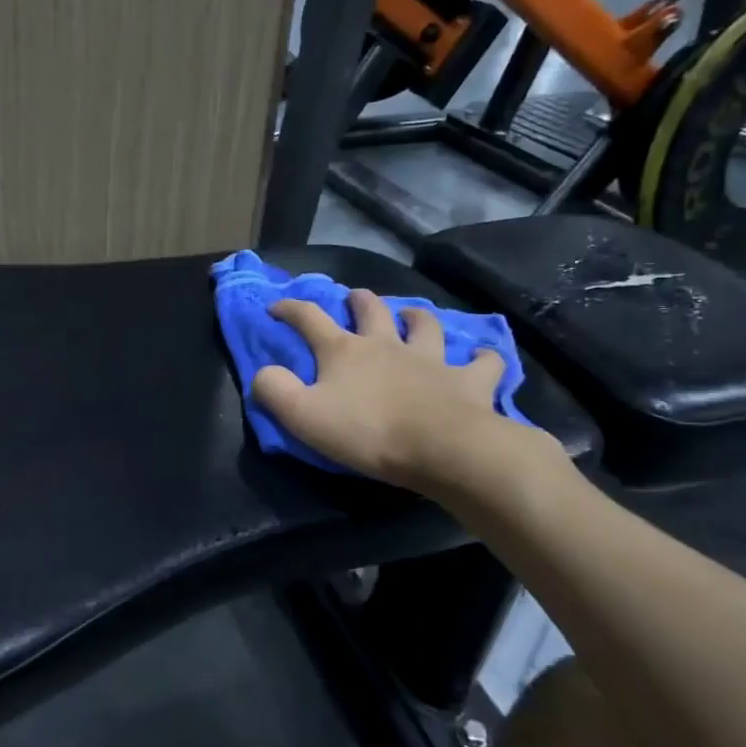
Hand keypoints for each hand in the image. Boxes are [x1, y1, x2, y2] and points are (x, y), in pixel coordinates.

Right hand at [250, 289, 561, 498]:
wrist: (445, 449)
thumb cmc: (368, 432)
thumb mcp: (303, 416)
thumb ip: (275, 391)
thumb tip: (263, 372)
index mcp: (344, 351)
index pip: (309, 318)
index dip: (290, 308)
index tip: (276, 306)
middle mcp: (386, 345)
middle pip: (371, 310)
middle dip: (358, 300)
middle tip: (353, 298)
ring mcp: (430, 359)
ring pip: (425, 325)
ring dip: (416, 317)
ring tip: (411, 316)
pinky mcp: (469, 381)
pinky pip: (482, 362)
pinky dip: (481, 357)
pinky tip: (481, 356)